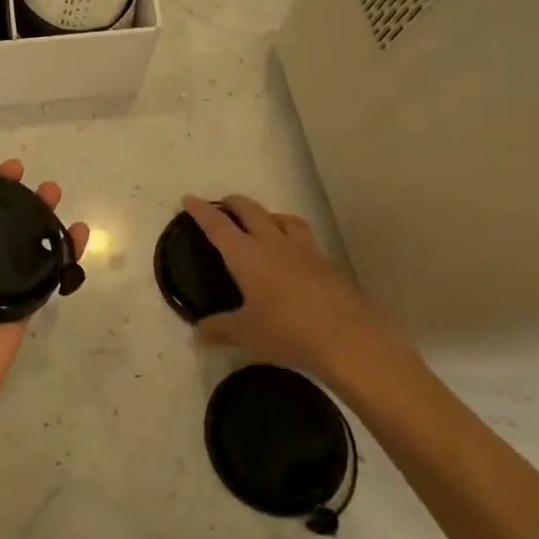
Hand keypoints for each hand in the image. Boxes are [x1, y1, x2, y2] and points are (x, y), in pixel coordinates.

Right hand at [184, 195, 409, 388]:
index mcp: (246, 255)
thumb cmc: (288, 332)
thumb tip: (199, 334)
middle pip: (251, 210)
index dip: (201, 210)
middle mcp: (273, 243)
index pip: (218, 225)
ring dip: (268, 215)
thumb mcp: (246, 334)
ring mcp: (304, 251)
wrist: (350, 339)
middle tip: (223, 205)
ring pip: (283, 218)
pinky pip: (306, 239)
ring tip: (263, 222)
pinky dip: (293, 237)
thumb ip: (220, 330)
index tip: (189, 199)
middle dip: (234, 203)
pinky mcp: (328, 264)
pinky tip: (294, 255)